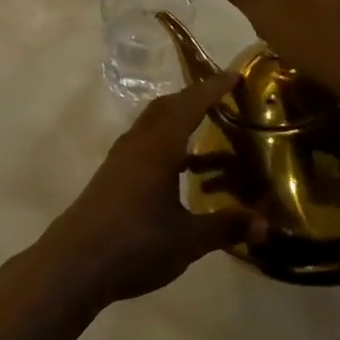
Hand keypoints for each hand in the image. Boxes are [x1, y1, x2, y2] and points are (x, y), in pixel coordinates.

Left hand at [36, 73, 267, 306]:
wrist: (74, 263)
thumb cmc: (135, 244)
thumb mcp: (188, 240)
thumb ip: (225, 227)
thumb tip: (265, 224)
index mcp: (158, 148)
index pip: (190, 106)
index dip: (213, 89)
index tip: (235, 75)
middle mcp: (137, 144)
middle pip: (166, 107)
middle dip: (193, 98)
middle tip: (222, 99)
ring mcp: (120, 159)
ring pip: (151, 124)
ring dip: (177, 120)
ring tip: (206, 132)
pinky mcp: (111, 176)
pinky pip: (142, 143)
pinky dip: (164, 142)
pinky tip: (178, 168)